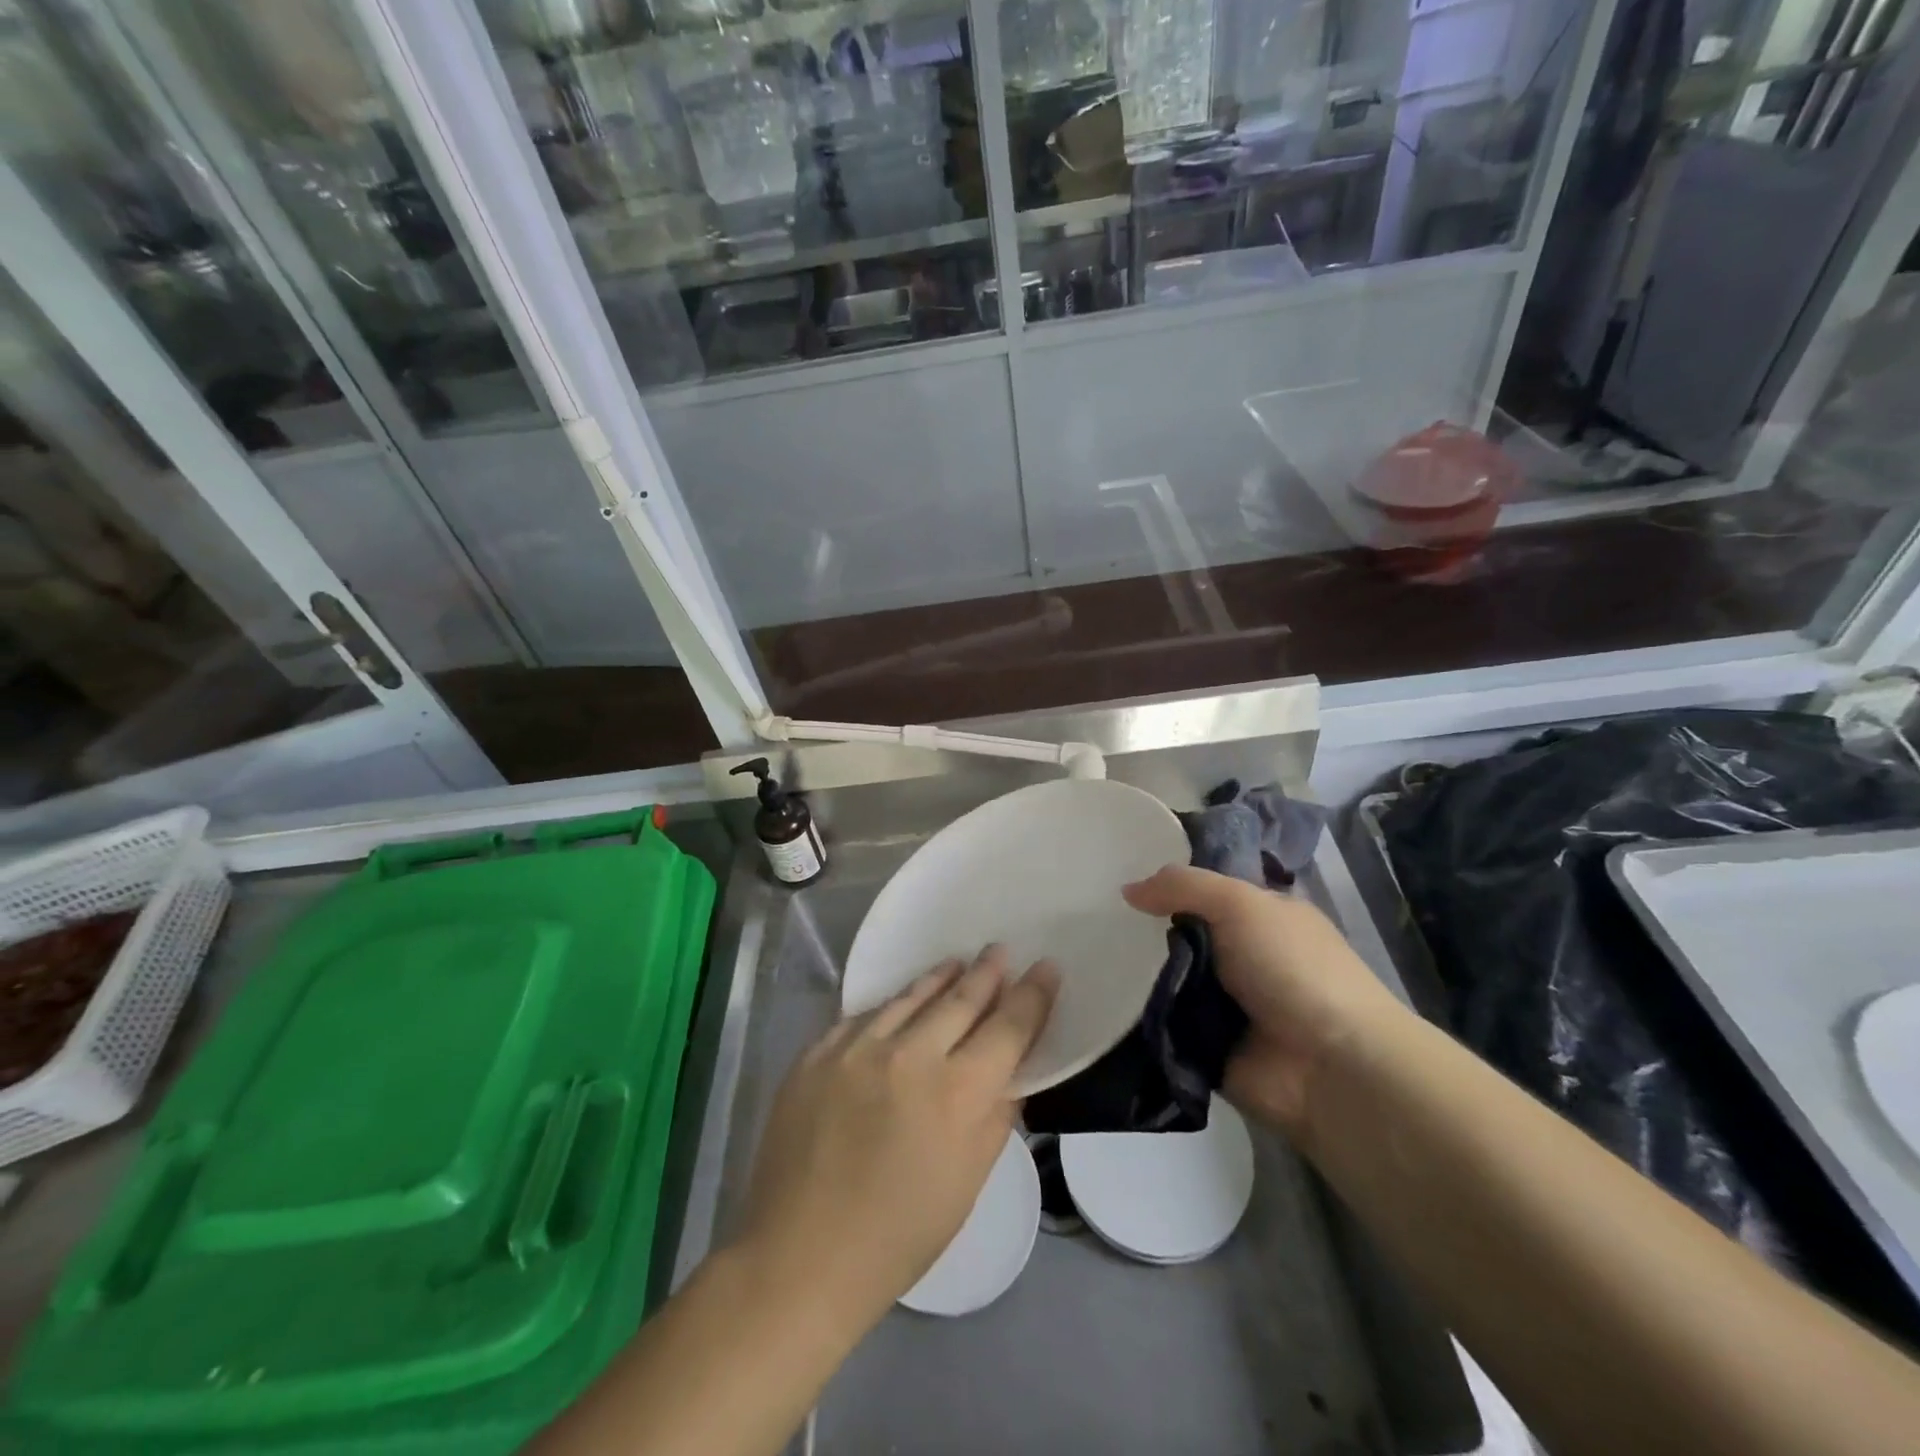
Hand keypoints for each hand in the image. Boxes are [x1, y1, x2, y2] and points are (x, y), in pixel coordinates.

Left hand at [734, 947, 1058, 1339]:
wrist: (800, 1256)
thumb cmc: (900, 1234)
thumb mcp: (969, 1181)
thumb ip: (996, 1115)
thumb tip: (1011, 1070)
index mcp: (957, 1093)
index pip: (1008, 1026)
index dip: (1032, 994)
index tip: (1045, 967)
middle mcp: (910, 1055)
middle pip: (960, 999)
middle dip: (987, 973)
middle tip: (1000, 950)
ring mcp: (857, 1047)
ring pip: (910, 997)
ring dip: (940, 978)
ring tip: (958, 963)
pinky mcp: (817, 1051)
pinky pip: (864, 1016)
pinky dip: (891, 1007)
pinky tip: (899, 1004)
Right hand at [1123, 866, 1406, 1138]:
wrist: (1331, 1069)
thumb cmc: (1292, 969)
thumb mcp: (1240, 905)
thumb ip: (1183, 886)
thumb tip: (1127, 890)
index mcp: (1262, 917)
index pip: (1204, 892)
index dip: (1167, 885)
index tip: (1119, 880)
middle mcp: (1244, 957)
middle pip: (1179, 935)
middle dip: (1143, 932)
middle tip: (1096, 924)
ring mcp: (1225, 1004)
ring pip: (1166, 978)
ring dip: (1137, 974)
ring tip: (1089, 961)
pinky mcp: (1206, 1046)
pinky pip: (1162, 1023)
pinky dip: (1140, 1016)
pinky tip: (1105, 1000)